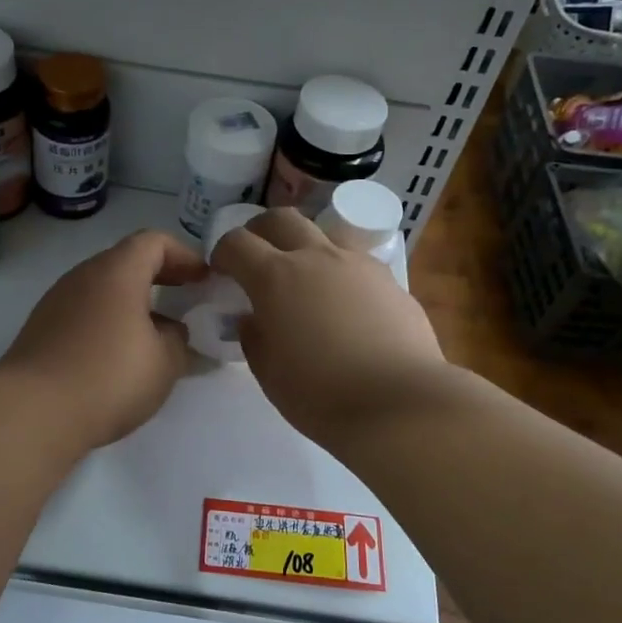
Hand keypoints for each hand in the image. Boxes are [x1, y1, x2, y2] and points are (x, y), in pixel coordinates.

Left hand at [0, 230, 208, 449]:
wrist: (32, 411)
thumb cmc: (108, 377)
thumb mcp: (164, 362)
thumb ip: (179, 340)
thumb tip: (173, 332)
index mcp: (117, 272)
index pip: (154, 241)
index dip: (184, 255)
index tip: (204, 280)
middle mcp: (83, 276)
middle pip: (127, 261)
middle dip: (160, 277)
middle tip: (185, 300)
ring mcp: (57, 301)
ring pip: (104, 288)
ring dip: (133, 302)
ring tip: (156, 334)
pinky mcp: (42, 328)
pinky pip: (85, 311)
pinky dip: (109, 320)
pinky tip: (119, 355)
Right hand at [209, 208, 448, 450]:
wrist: (400, 403)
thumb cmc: (321, 394)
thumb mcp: (269, 374)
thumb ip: (254, 337)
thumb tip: (253, 318)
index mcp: (275, 277)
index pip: (237, 243)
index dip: (222, 252)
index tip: (221, 271)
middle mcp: (316, 257)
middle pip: (281, 218)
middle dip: (260, 231)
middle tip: (257, 256)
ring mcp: (357, 264)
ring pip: (324, 231)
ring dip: (305, 243)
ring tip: (304, 275)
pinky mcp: (390, 279)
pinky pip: (356, 259)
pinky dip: (339, 269)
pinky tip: (344, 301)